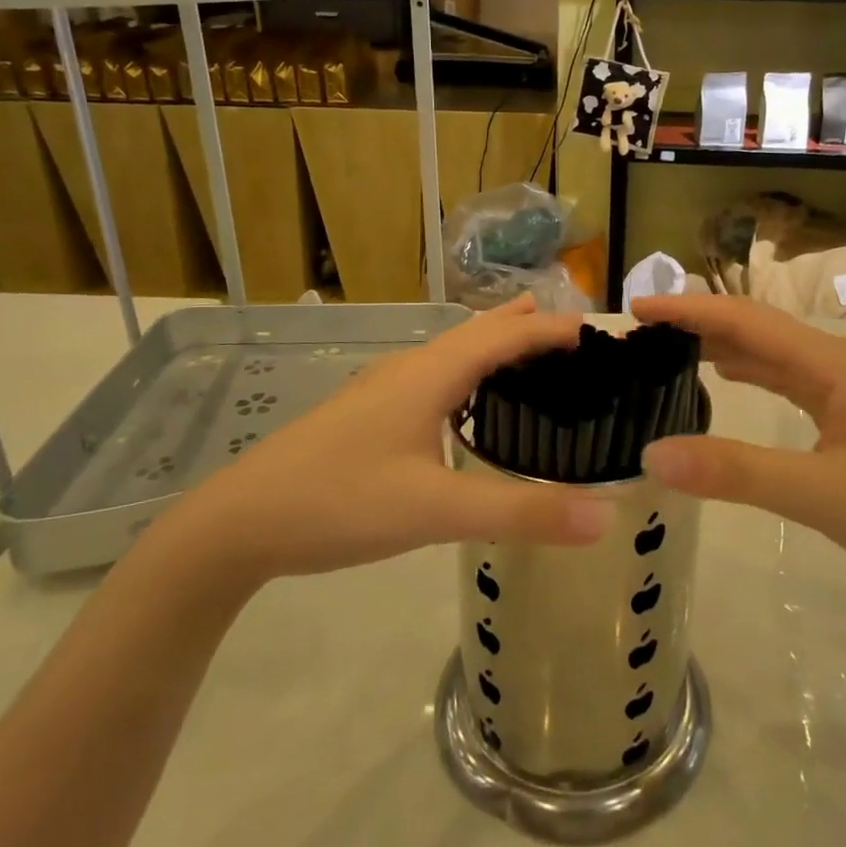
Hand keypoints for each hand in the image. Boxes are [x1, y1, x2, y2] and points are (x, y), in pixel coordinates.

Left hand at [168, 298, 612, 587]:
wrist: (240, 521)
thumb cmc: (340, 502)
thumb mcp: (435, 512)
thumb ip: (519, 514)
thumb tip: (605, 517)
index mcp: (430, 375)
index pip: (505, 336)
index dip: (552, 330)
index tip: (599, 332)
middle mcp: (409, 369)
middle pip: (478, 332)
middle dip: (526, 326)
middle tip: (573, 332)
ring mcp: (383, 390)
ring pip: (452, 352)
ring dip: (495, 343)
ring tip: (528, 344)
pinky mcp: (368, 413)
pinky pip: (435, 375)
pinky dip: (469, 371)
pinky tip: (465, 400)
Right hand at [632, 295, 845, 611]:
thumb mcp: (822, 496)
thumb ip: (737, 472)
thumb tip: (652, 453)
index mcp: (835, 365)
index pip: (746, 322)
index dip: (688, 310)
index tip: (635, 308)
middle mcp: (840, 364)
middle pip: (757, 329)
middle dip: (699, 323)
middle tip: (640, 333)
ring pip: (773, 354)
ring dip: (722, 346)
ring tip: (668, 350)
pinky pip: (788, 381)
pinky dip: (749, 373)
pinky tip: (725, 380)